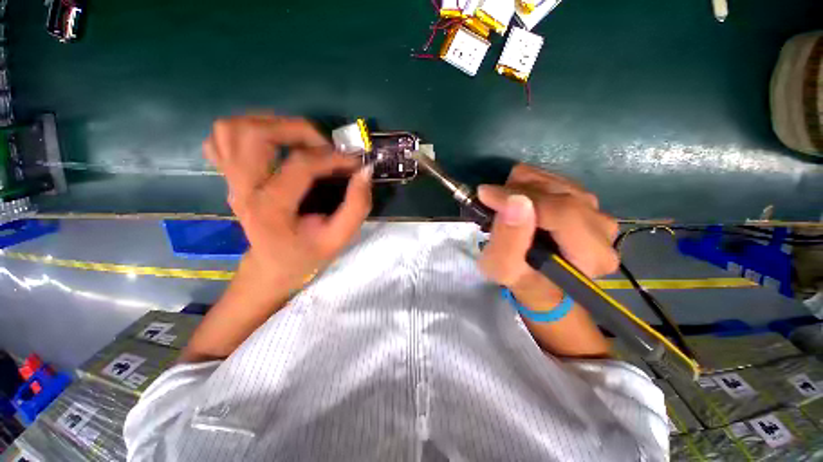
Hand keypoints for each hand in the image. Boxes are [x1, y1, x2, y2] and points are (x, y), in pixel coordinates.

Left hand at [203, 115, 371, 291]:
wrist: (272, 265)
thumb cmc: (306, 254)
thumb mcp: (338, 238)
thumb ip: (356, 207)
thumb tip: (364, 172)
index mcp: (271, 210)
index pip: (300, 165)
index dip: (333, 157)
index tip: (354, 162)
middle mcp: (243, 190)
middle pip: (254, 134)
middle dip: (296, 129)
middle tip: (323, 144)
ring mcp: (230, 181)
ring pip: (231, 128)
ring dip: (270, 124)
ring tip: (299, 140)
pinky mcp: (228, 176)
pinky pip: (221, 139)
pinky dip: (245, 131)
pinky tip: (271, 145)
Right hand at [477, 164, 618, 301]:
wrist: (537, 279)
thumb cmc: (520, 279)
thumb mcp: (503, 268)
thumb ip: (508, 240)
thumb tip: (516, 201)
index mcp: (592, 255)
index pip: (561, 212)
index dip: (519, 198)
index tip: (485, 194)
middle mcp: (603, 229)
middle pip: (559, 193)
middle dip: (517, 193)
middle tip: (492, 202)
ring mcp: (597, 212)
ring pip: (555, 181)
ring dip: (521, 188)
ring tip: (504, 204)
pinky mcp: (586, 202)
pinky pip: (554, 179)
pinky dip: (528, 185)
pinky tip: (518, 201)